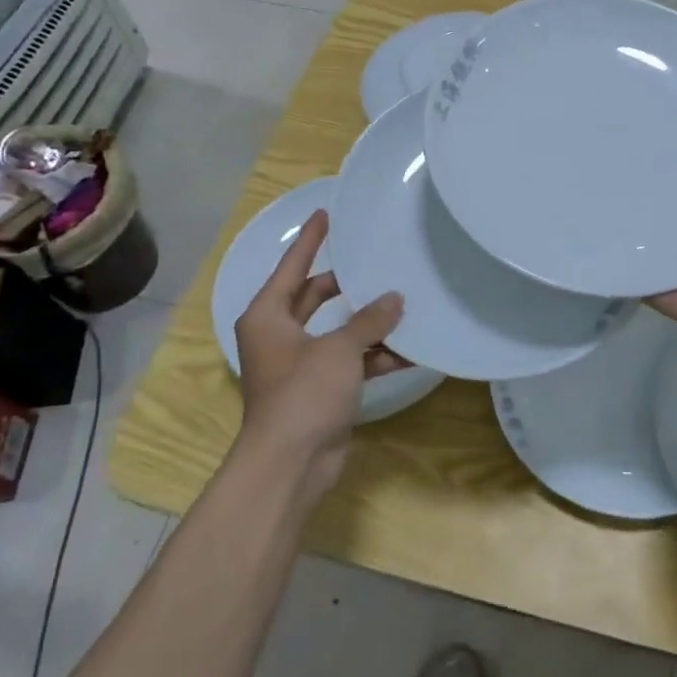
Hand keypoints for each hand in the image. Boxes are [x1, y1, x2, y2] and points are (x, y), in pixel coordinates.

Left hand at [233, 209, 404, 492]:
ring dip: (368, 324)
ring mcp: (300, 364)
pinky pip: (349, 361)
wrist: (291, 463)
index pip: (292, 267)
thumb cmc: (303, 393)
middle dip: (347, 284)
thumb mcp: (339, 349)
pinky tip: (409, 352)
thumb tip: (395, 299)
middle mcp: (279, 335)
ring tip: (404, 304)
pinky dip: (373, 357)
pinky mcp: (319, 389)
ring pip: (337, 331)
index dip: (310, 240)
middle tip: (374, 260)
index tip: (324, 213)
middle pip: (315, 297)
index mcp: (268, 316)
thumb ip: (369, 321)